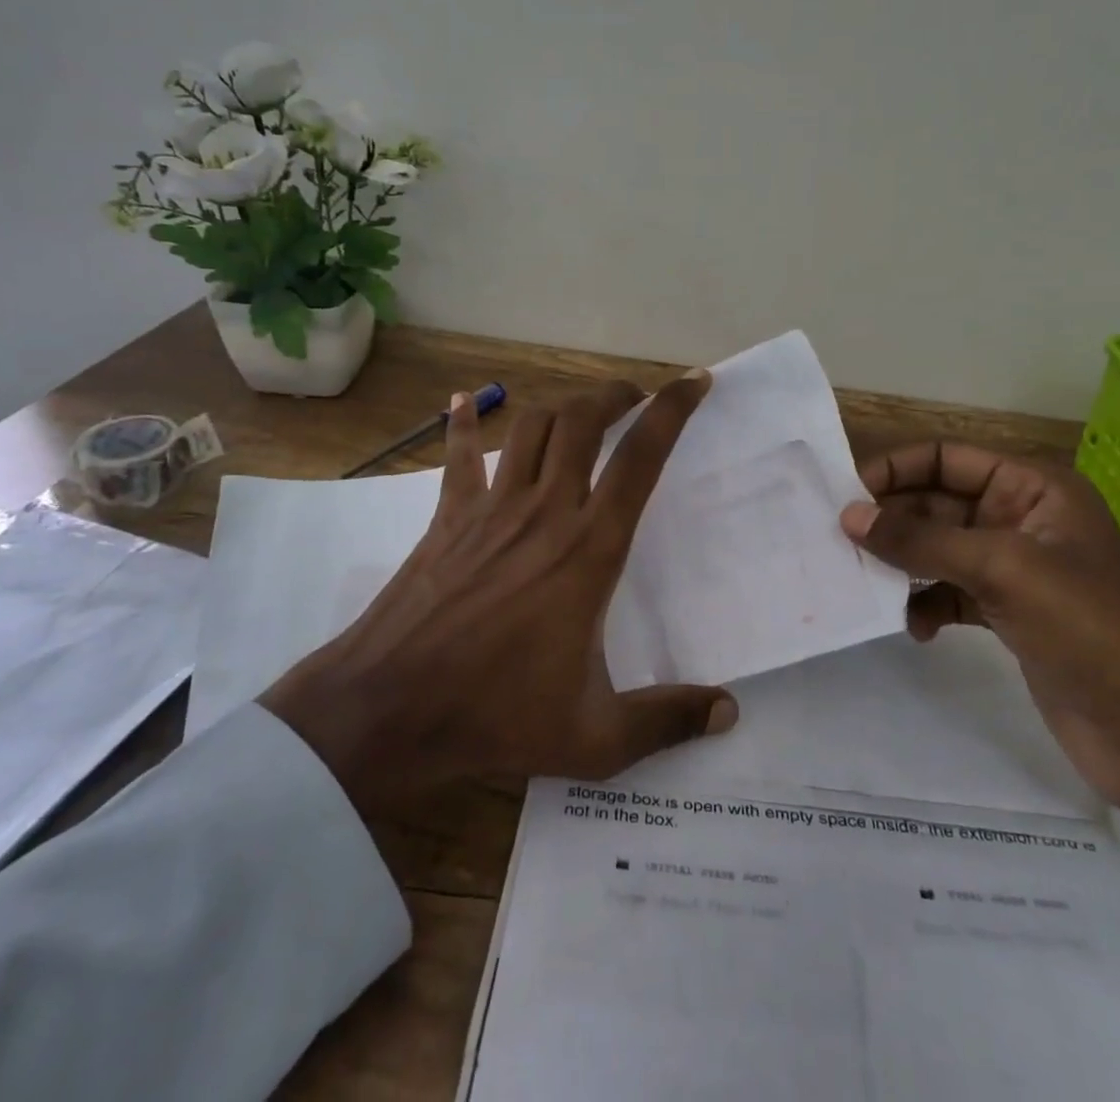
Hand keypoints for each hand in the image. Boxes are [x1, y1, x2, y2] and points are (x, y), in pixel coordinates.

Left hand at [260, 374, 737, 812]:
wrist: (389, 709)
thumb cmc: (497, 716)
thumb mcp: (596, 737)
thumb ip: (667, 719)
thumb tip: (730, 713)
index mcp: (590, 549)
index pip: (641, 458)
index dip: (672, 411)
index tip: (694, 382)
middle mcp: (545, 510)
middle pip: (583, 420)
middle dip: (615, 395)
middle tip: (636, 397)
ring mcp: (492, 507)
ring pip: (532, 424)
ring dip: (562, 405)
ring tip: (582, 410)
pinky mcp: (449, 516)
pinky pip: (461, 455)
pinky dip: (464, 423)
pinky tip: (463, 400)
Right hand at [841, 443, 1119, 983]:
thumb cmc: (1091, 632)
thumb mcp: (1003, 571)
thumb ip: (922, 540)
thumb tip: (849, 516)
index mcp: (1033, 488)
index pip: (946, 458)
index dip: (895, 470)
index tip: (844, 498)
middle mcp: (1021, 518)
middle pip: (936, 502)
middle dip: (892, 522)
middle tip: (842, 546)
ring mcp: (1014, 568)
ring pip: (937, 548)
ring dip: (903, 564)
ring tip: (869, 586)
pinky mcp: (1008, 613)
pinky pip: (949, 591)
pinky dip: (926, 603)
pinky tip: (914, 628)